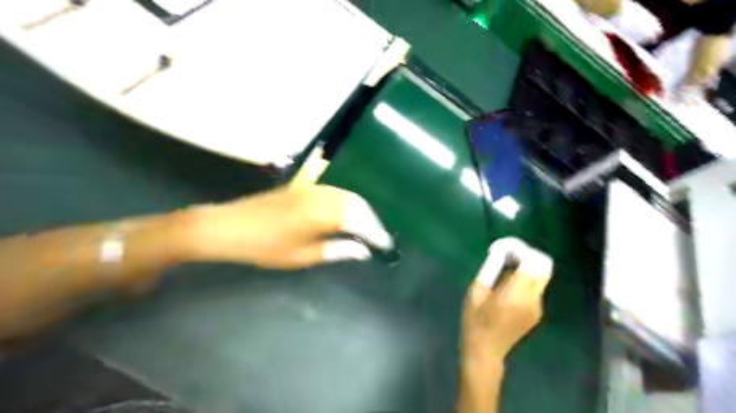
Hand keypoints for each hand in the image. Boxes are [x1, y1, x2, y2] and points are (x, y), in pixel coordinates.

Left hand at [181, 182, 393, 266]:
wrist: (228, 226)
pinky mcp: (303, 185)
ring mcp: (311, 187)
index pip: (359, 220)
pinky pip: (333, 191)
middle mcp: (321, 194)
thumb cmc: (264, 247)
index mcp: (321, 213)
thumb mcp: (301, 256)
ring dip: (359, 209)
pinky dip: (345, 201)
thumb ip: (336, 250)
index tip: (386, 245)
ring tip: (365, 227)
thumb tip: (363, 252)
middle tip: (377, 237)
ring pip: (346, 194)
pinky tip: (346, 213)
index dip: (375, 232)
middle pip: (356, 202)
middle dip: (370, 219)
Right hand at [459, 253, 552, 362]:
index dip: (519, 249)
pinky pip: (536, 286)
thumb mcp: (476, 292)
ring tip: (503, 270)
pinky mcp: (537, 312)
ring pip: (541, 275)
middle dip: (527, 254)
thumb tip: (500, 250)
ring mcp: (538, 307)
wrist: (486, 351)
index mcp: (515, 295)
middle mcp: (533, 299)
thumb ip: (490, 269)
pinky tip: (507, 285)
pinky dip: (526, 277)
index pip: (532, 262)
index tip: (501, 248)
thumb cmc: (475, 321)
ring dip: (526, 266)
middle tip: (506, 255)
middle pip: (544, 266)